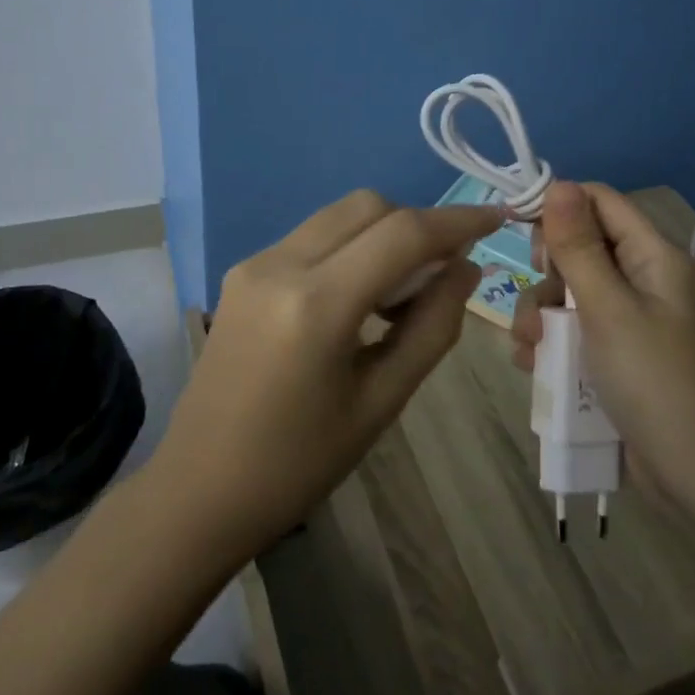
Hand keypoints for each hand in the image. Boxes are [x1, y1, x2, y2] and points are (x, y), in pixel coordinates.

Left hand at [151, 190, 500, 561]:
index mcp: (317, 304)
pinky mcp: (242, 270)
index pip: (402, 233)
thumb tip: (466, 268)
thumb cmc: (299, 463)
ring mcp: (255, 262)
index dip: (456, 220)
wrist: (199, 489)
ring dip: (382, 232)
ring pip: (338, 214)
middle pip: (368, 206)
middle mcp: (281, 263)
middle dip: (416, 224)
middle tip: (444, 269)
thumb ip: (433, 327)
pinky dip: (349, 246)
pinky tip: (358, 295)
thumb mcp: (381, 401)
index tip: (495, 218)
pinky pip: (312, 236)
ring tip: (402, 290)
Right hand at [513, 182, 694, 498]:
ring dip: (540, 314)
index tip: (519, 230)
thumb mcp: (608, 309)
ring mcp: (627, 318)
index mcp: (651, 256)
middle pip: (578, 247)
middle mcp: (640, 278)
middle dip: (546, 273)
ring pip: (566, 291)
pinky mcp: (614, 353)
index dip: (558, 206)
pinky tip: (534, 366)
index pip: (598, 201)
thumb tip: (558, 183)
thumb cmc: (654, 381)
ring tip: (530, 348)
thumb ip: (578, 246)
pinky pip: (570, 329)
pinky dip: (549, 342)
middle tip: (540, 300)